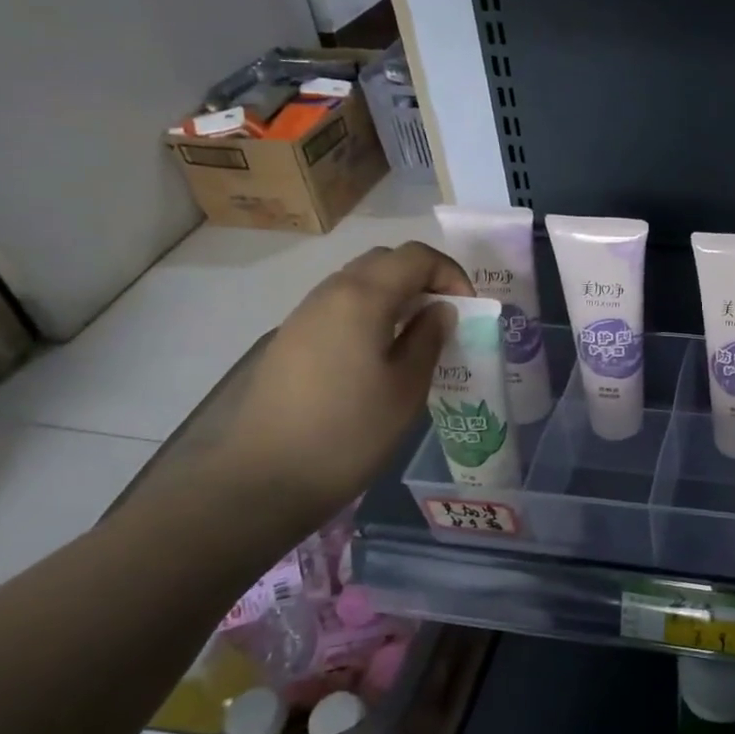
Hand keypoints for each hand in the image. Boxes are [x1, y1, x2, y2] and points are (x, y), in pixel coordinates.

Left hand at [205, 241, 473, 531]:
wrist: (266, 478)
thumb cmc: (350, 433)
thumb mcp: (407, 387)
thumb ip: (429, 338)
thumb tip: (440, 310)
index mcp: (362, 298)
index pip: (416, 256)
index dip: (451, 273)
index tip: (468, 309)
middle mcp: (330, 293)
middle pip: (385, 261)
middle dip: (424, 278)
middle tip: (446, 316)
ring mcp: (304, 315)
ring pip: (359, 282)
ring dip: (396, 295)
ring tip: (417, 336)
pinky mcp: (291, 340)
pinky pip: (339, 306)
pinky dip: (370, 313)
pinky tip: (380, 354)